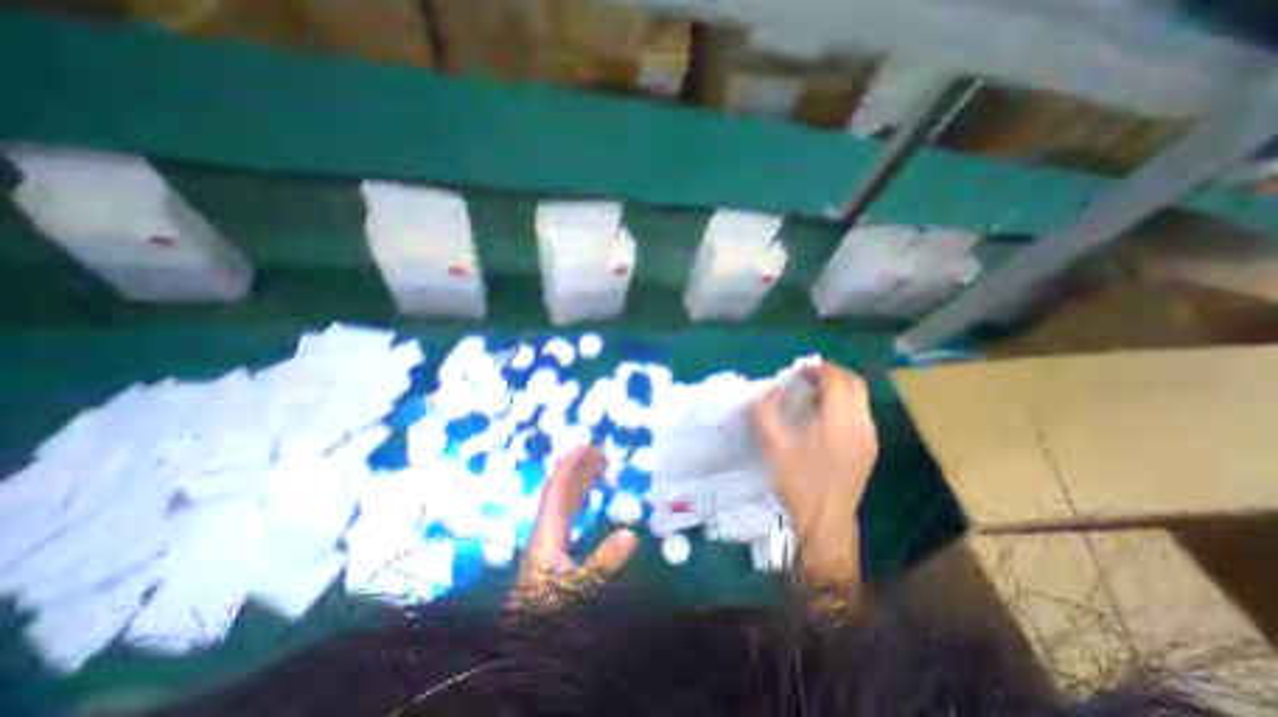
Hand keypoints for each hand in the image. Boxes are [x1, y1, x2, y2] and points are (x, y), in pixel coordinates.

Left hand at [514, 445, 637, 607]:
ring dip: (580, 481)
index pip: (557, 489)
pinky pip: (566, 513)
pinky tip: (587, 499)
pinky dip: (579, 498)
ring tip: (599, 467)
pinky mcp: (551, 549)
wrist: (521, 642)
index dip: (570, 465)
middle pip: (561, 490)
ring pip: (563, 501)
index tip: (585, 447)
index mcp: (547, 533)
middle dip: (578, 468)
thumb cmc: (546, 614)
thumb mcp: (577, 589)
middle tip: (600, 452)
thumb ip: (603, 563)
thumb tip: (631, 533)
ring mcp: (547, 539)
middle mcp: (546, 530)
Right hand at [758, 360, 879, 583]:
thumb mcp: (773, 446)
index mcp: (839, 422)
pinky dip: (845, 402)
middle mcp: (861, 425)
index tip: (797, 372)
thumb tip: (772, 391)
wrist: (826, 520)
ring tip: (814, 393)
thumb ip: (766, 413)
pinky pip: (861, 412)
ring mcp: (869, 437)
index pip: (836, 380)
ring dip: (839, 387)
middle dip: (831, 373)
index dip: (817, 369)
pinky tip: (825, 416)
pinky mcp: (870, 447)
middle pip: (854, 383)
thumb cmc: (799, 482)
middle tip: (807, 377)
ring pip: (860, 397)